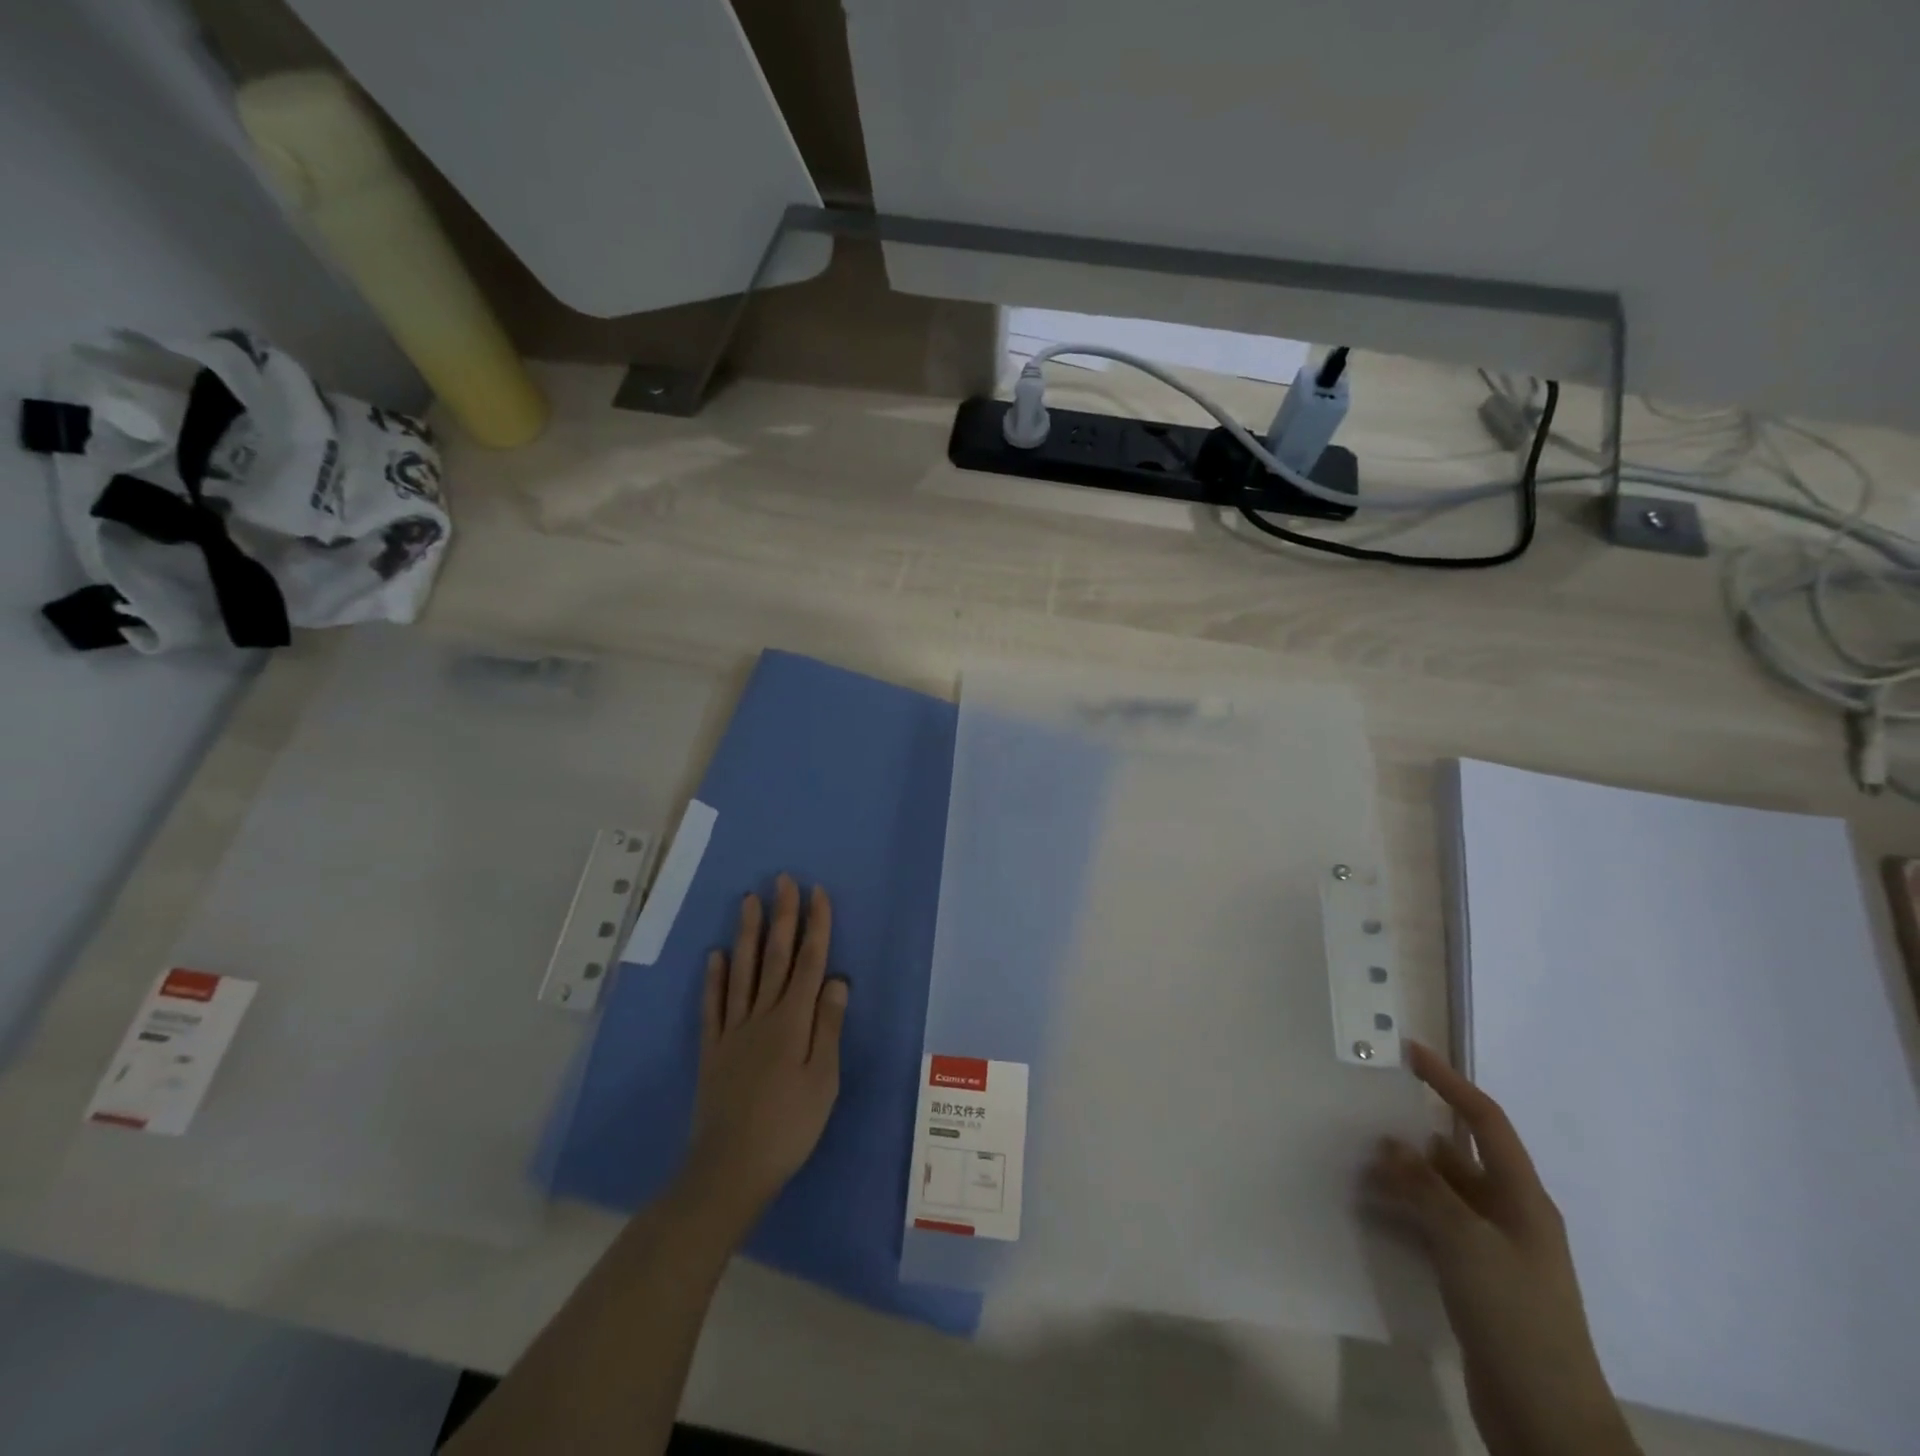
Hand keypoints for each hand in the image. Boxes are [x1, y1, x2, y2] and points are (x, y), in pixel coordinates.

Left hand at [681, 875, 847, 1228]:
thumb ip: (829, 1026)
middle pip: (775, 957)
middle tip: (781, 880)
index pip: (809, 961)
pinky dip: (714, 978)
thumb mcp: (823, 1079)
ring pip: (741, 971)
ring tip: (748, 900)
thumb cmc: (789, 1126)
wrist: (731, 1169)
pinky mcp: (712, 1050)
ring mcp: (732, 1030)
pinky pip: (712, 1006)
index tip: (816, 892)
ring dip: (746, 934)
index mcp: (793, 1021)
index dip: (815, 925)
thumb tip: (837, 979)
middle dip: (781, 916)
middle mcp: (762, 1015)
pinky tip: (714, 956)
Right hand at [1366, 1043, 1640, 1455]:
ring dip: (1403, 1174)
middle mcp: (1510, 1214)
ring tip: (1356, 1161)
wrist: (1546, 1418)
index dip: (1449, 1082)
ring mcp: (1493, 1248)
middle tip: (1365, 1111)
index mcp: (1522, 1198)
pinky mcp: (1474, 1278)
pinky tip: (1370, 1209)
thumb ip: (1425, 1187)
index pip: (1484, 1120)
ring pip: (1441, 1191)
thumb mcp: (1467, 1242)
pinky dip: (1404, 1211)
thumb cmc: (1514, 1315)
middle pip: (1459, 1154)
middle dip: (1414, 1131)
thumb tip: (1390, 1143)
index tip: (1409, 1052)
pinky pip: (1433, 1225)